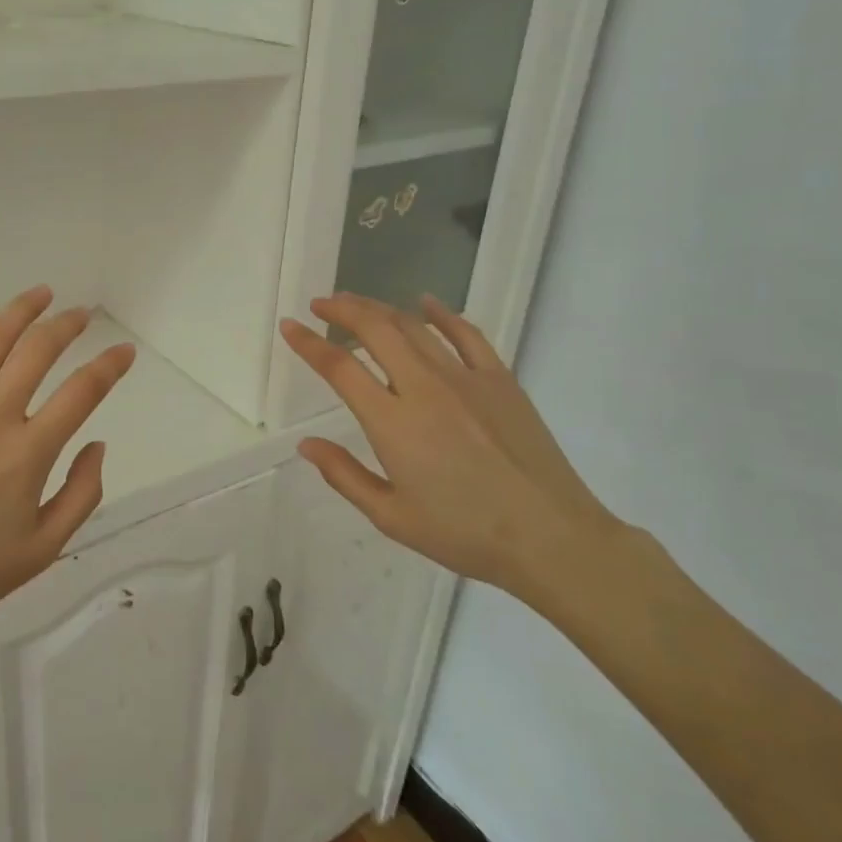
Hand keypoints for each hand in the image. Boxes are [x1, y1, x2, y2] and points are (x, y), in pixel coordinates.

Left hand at [0, 287, 135, 642]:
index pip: (82, 392)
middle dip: (67, 326)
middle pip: (37, 352)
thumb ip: (82, 493)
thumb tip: (97, 443)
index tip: (124, 352)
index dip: (109, 365)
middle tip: (81, 314)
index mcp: (28, 452)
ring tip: (41, 294)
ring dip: (20, 312)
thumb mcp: (45, 548)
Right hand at [280, 292, 619, 596]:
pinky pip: (465, 334)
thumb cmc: (465, 533)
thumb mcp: (392, 517)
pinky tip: (425, 303)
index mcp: (393, 423)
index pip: (339, 368)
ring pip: (414, 326)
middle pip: (376, 330)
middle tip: (321, 304)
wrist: (552, 538)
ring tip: (357, 303)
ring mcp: (466, 378)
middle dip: (342, 309)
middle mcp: (424, 388)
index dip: (309, 343)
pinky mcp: (499, 380)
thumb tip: (306, 444)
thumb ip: (344, 475)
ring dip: (379, 308)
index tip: (289, 326)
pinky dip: (440, 313)